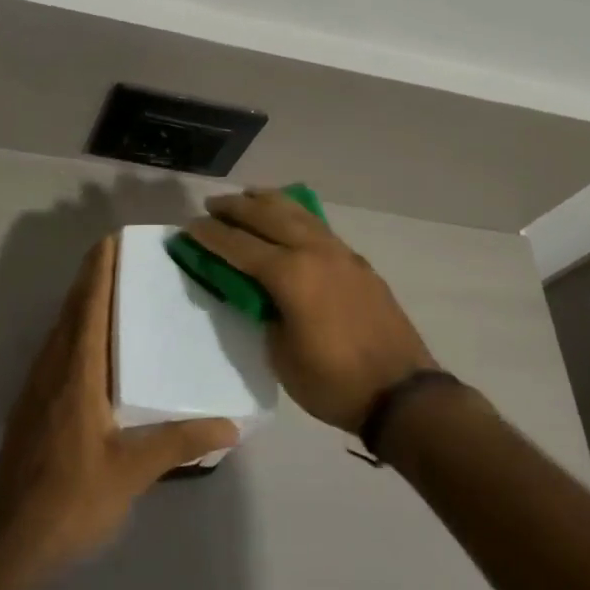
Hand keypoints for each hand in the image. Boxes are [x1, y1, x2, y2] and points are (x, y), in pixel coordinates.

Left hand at [0, 235, 237, 584]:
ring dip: (81, 300)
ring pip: (61, 329)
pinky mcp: (32, 406)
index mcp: (77, 374)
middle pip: (72, 310)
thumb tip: (231, 424)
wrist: (8, 541)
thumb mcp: (131, 472)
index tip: (112, 240)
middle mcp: (53, 369)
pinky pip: (57, 349)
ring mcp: (38, 387)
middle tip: (118, 252)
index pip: (89, 308)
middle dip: (91, 277)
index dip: (99, 272)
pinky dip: (75, 327)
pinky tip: (92, 342)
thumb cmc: (70, 499)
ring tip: (110, 285)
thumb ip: (179, 443)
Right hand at [184, 190, 435, 432]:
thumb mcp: (280, 354)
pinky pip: (317, 225)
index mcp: (290, 274)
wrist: (401, 393)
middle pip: (267, 215)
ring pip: (297, 212)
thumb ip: (263, 313)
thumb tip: (256, 292)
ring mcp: (340, 252)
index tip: (188, 227)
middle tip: (210, 205)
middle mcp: (314, 251)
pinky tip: (288, 217)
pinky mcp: (356, 261)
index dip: (210, 235)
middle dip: (235, 207)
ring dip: (267, 201)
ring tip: (247, 196)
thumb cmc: (332, 382)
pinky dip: (294, 213)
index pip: (239, 245)